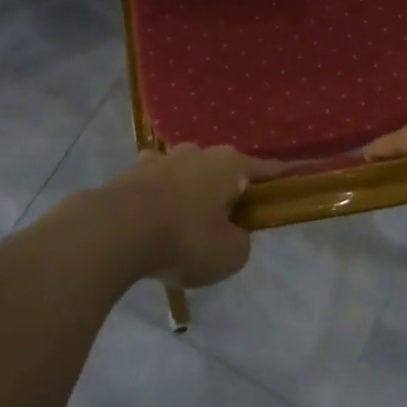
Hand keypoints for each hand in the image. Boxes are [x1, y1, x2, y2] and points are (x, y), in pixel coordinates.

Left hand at [102, 144, 279, 288]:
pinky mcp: (130, 172)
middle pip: (222, 171)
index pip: (266, 170)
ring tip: (184, 226)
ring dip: (191, 194)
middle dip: (226, 192)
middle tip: (226, 224)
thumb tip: (230, 232)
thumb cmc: (184, 240)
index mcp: (230, 165)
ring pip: (187, 175)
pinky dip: (160, 200)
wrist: (115, 232)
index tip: (291, 184)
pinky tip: (153, 222)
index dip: (280, 180)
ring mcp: (161, 158)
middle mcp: (198, 152)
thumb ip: (240, 241)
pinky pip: (156, 185)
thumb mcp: (230, 254)